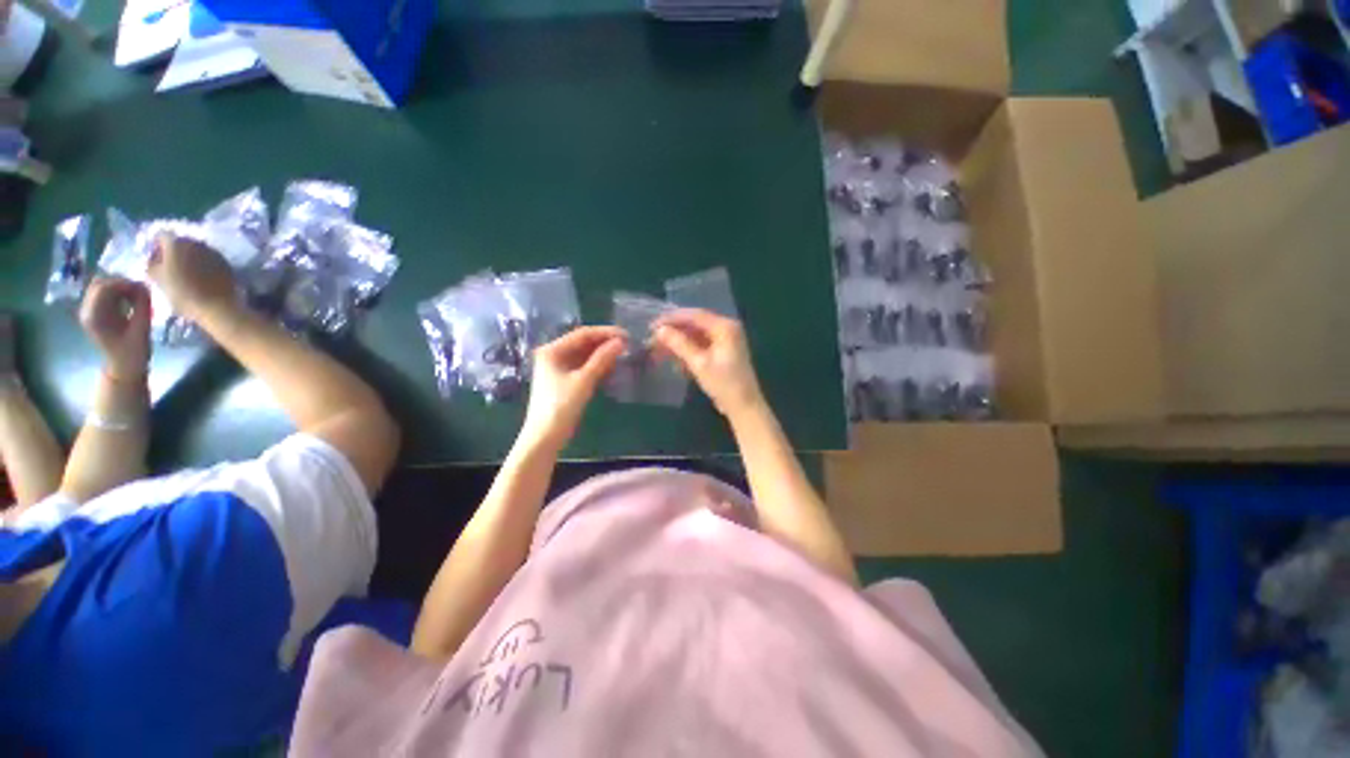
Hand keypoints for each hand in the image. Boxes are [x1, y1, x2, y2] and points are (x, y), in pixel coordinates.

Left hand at [80, 278, 151, 381]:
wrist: (123, 367)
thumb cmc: (133, 353)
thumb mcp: (142, 331)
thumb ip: (142, 307)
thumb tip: (144, 286)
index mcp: (94, 317)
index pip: (103, 288)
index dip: (123, 283)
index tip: (143, 288)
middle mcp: (87, 311)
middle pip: (100, 284)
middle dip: (121, 283)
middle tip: (141, 291)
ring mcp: (90, 311)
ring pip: (101, 286)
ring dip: (120, 287)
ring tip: (137, 297)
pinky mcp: (96, 311)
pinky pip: (104, 293)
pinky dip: (118, 292)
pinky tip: (129, 301)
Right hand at [146, 233, 236, 321]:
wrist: (216, 305)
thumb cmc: (182, 292)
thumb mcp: (156, 278)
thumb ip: (151, 264)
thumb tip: (152, 260)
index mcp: (177, 243)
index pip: (161, 236)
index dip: (155, 246)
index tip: (153, 260)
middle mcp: (196, 242)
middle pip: (180, 242)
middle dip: (172, 252)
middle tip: (167, 268)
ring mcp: (213, 251)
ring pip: (195, 250)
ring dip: (187, 258)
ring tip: (183, 274)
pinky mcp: (225, 262)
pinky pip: (208, 259)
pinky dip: (201, 265)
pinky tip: (199, 278)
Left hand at [521, 326, 625, 452]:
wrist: (545, 437)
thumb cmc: (561, 406)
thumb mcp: (584, 381)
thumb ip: (602, 359)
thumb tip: (621, 342)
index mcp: (552, 350)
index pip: (582, 334)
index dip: (605, 332)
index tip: (626, 335)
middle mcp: (553, 355)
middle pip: (583, 342)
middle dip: (604, 342)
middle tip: (628, 344)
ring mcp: (558, 368)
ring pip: (584, 354)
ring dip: (602, 354)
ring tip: (623, 354)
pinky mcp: (564, 380)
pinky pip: (583, 366)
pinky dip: (597, 365)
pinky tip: (611, 366)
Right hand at [653, 309, 764, 421]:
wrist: (743, 406)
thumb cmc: (723, 384)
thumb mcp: (699, 363)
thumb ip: (679, 344)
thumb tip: (660, 330)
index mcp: (725, 327)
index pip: (694, 316)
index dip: (672, 319)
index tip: (652, 326)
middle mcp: (726, 329)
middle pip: (694, 325)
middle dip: (673, 332)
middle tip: (653, 340)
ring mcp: (725, 341)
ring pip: (696, 336)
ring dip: (678, 344)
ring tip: (658, 352)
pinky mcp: (722, 352)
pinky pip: (701, 346)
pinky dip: (687, 352)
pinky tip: (674, 362)